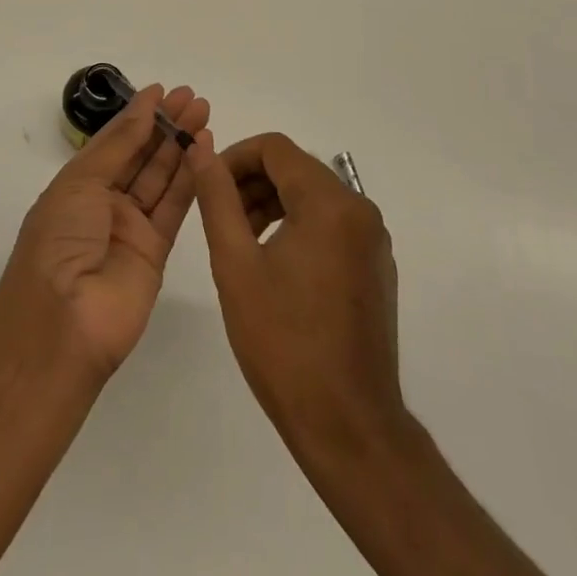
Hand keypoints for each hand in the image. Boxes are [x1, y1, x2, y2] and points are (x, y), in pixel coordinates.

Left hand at [0, 85, 210, 379]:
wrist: (63, 323)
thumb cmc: (59, 240)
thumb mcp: (81, 182)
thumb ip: (119, 145)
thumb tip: (144, 105)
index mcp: (78, 185)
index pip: (114, 141)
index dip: (138, 115)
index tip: (163, 90)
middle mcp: (104, 203)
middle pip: (141, 156)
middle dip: (165, 125)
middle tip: (192, 97)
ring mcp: (131, 228)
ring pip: (161, 177)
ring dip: (181, 145)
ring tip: (203, 113)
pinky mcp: (156, 251)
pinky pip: (175, 207)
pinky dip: (191, 178)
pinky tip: (205, 150)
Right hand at [191, 133, 408, 460]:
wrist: (349, 427)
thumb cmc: (284, 343)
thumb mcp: (236, 264)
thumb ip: (217, 197)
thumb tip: (200, 148)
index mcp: (330, 203)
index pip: (275, 148)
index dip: (234, 157)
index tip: (208, 187)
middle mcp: (360, 210)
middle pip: (295, 169)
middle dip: (251, 182)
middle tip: (219, 217)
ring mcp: (373, 240)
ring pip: (312, 196)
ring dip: (271, 203)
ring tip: (239, 240)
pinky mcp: (376, 266)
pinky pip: (331, 224)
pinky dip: (297, 226)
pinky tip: (273, 265)